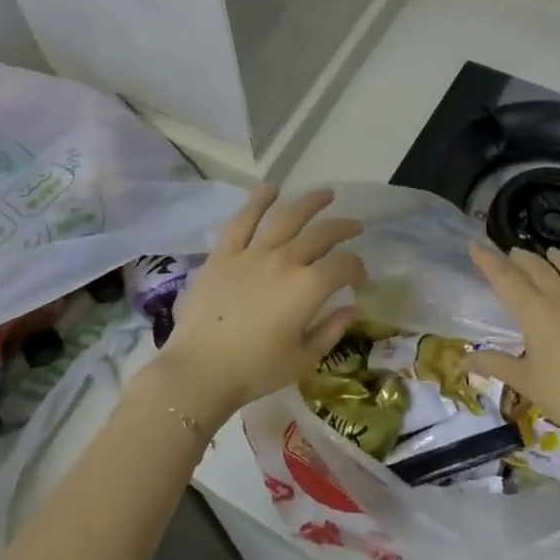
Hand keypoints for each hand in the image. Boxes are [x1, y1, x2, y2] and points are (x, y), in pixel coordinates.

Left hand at [148, 186, 366, 430]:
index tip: (360, 279)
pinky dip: (258, 201)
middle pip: (321, 235)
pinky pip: (243, 220)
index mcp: (308, 287)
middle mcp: (284, 261)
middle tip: (355, 226)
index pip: (343, 266)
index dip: (358, 268)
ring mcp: (252, 253)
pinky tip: (271, 189)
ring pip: (286, 218)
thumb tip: (356, 308)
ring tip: (325, 194)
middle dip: (343, 228)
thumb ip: (333, 329)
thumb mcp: (304, 358)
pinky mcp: (224, 253)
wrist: (200, 370)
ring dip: (309, 203)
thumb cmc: (255, 370)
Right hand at [465, 246, 559, 445]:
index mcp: (534, 311)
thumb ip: (496, 366)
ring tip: (551, 251)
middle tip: (511, 253)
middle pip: (538, 269)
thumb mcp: (526, 382)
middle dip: (522, 258)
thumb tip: (464, 361)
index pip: (505, 279)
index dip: (488, 262)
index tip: (475, 246)